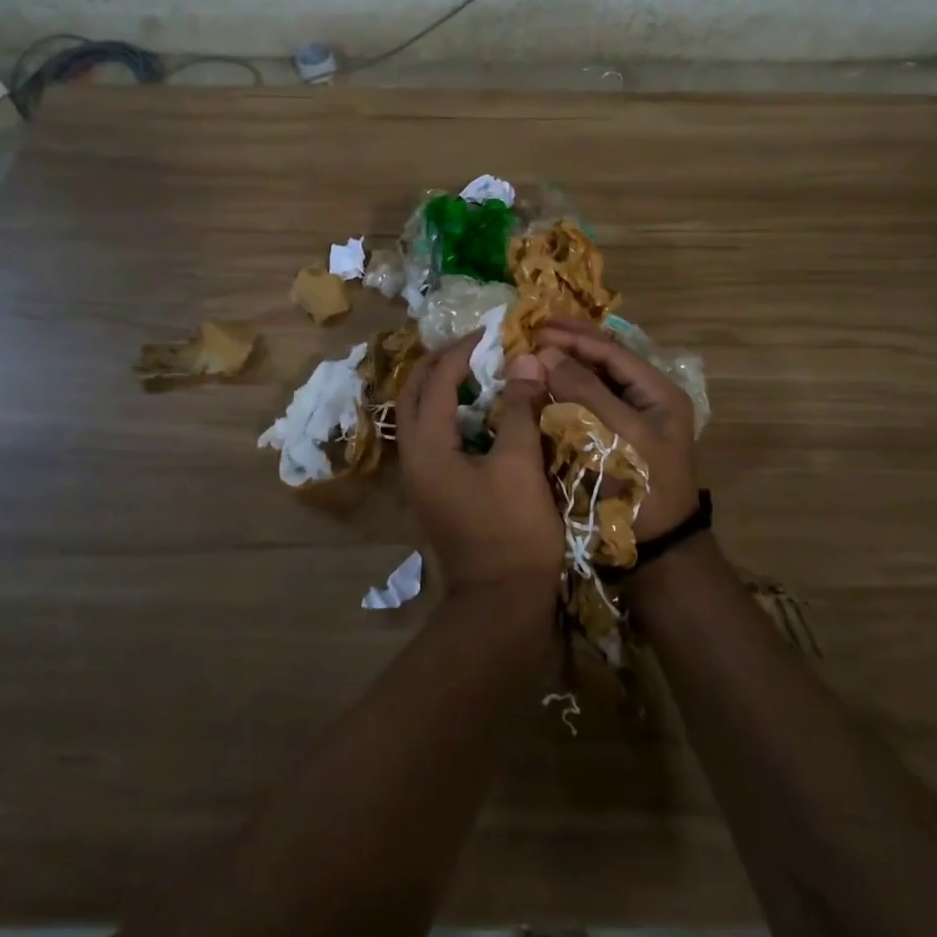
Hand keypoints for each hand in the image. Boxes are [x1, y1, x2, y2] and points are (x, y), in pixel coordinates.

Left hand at [397, 332, 563, 594]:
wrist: (500, 604)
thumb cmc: (512, 532)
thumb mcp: (519, 464)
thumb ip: (517, 408)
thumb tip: (524, 360)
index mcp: (427, 447)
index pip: (435, 381)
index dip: (462, 351)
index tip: (491, 332)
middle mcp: (412, 458)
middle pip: (413, 394)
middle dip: (439, 363)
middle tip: (475, 346)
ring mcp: (419, 478)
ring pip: (419, 417)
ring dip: (441, 388)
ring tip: (477, 371)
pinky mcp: (434, 492)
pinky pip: (432, 437)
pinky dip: (449, 415)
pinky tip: (480, 414)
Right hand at [534, 317, 699, 540]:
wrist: (658, 553)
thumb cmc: (642, 489)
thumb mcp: (619, 435)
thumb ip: (585, 391)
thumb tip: (546, 352)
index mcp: (659, 392)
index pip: (612, 352)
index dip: (575, 337)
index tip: (537, 329)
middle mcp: (646, 399)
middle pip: (604, 361)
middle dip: (569, 344)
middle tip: (533, 330)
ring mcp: (630, 420)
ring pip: (594, 380)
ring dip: (565, 365)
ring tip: (533, 351)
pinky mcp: (612, 440)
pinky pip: (587, 405)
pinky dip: (564, 392)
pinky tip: (542, 386)